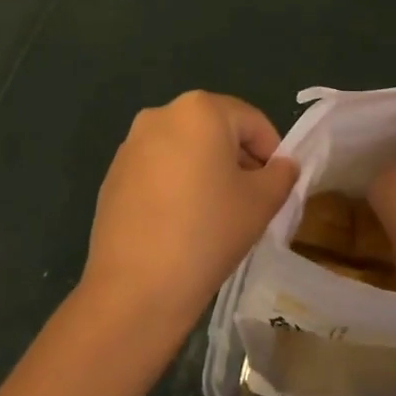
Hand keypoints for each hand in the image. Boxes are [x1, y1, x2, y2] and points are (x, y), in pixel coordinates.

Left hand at [81, 91, 299, 333]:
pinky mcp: (113, 174)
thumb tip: (282, 166)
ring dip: (206, 170)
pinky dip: (176, 184)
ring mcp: (131, 144)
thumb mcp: (262, 202)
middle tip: (251, 199)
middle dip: (238, 159)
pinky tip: (181, 222)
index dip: (272, 152)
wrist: (136, 286)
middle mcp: (162, 114)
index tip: (278, 186)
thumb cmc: (208, 231)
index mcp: (200, 110)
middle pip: (215, 129)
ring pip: (185, 148)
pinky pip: (158, 169)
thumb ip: (281, 175)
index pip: (252, 121)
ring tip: (216, 213)